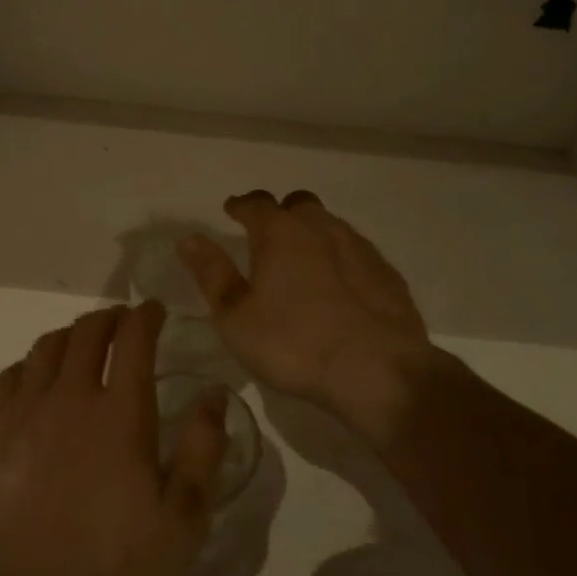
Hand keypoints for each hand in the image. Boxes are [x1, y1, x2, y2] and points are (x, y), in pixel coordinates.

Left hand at [0, 302, 230, 575]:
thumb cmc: (107, 568)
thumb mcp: (181, 523)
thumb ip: (202, 450)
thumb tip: (214, 393)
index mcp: (120, 412)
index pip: (134, 338)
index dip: (146, 315)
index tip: (154, 309)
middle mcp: (69, 396)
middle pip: (87, 332)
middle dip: (109, 318)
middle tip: (121, 321)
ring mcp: (20, 411)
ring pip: (45, 348)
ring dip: (69, 336)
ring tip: (80, 343)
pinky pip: (8, 377)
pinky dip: (29, 365)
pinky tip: (32, 378)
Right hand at [177, 191, 431, 432]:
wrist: (378, 371)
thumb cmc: (294, 344)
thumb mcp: (236, 317)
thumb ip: (212, 274)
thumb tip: (188, 238)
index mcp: (280, 233)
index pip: (256, 204)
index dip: (241, 206)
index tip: (232, 209)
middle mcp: (321, 228)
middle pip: (298, 204)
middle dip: (281, 213)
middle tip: (269, 234)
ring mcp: (360, 248)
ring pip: (331, 225)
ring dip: (314, 233)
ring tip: (303, 259)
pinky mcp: (387, 274)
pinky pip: (357, 253)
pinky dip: (342, 259)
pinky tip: (340, 285)